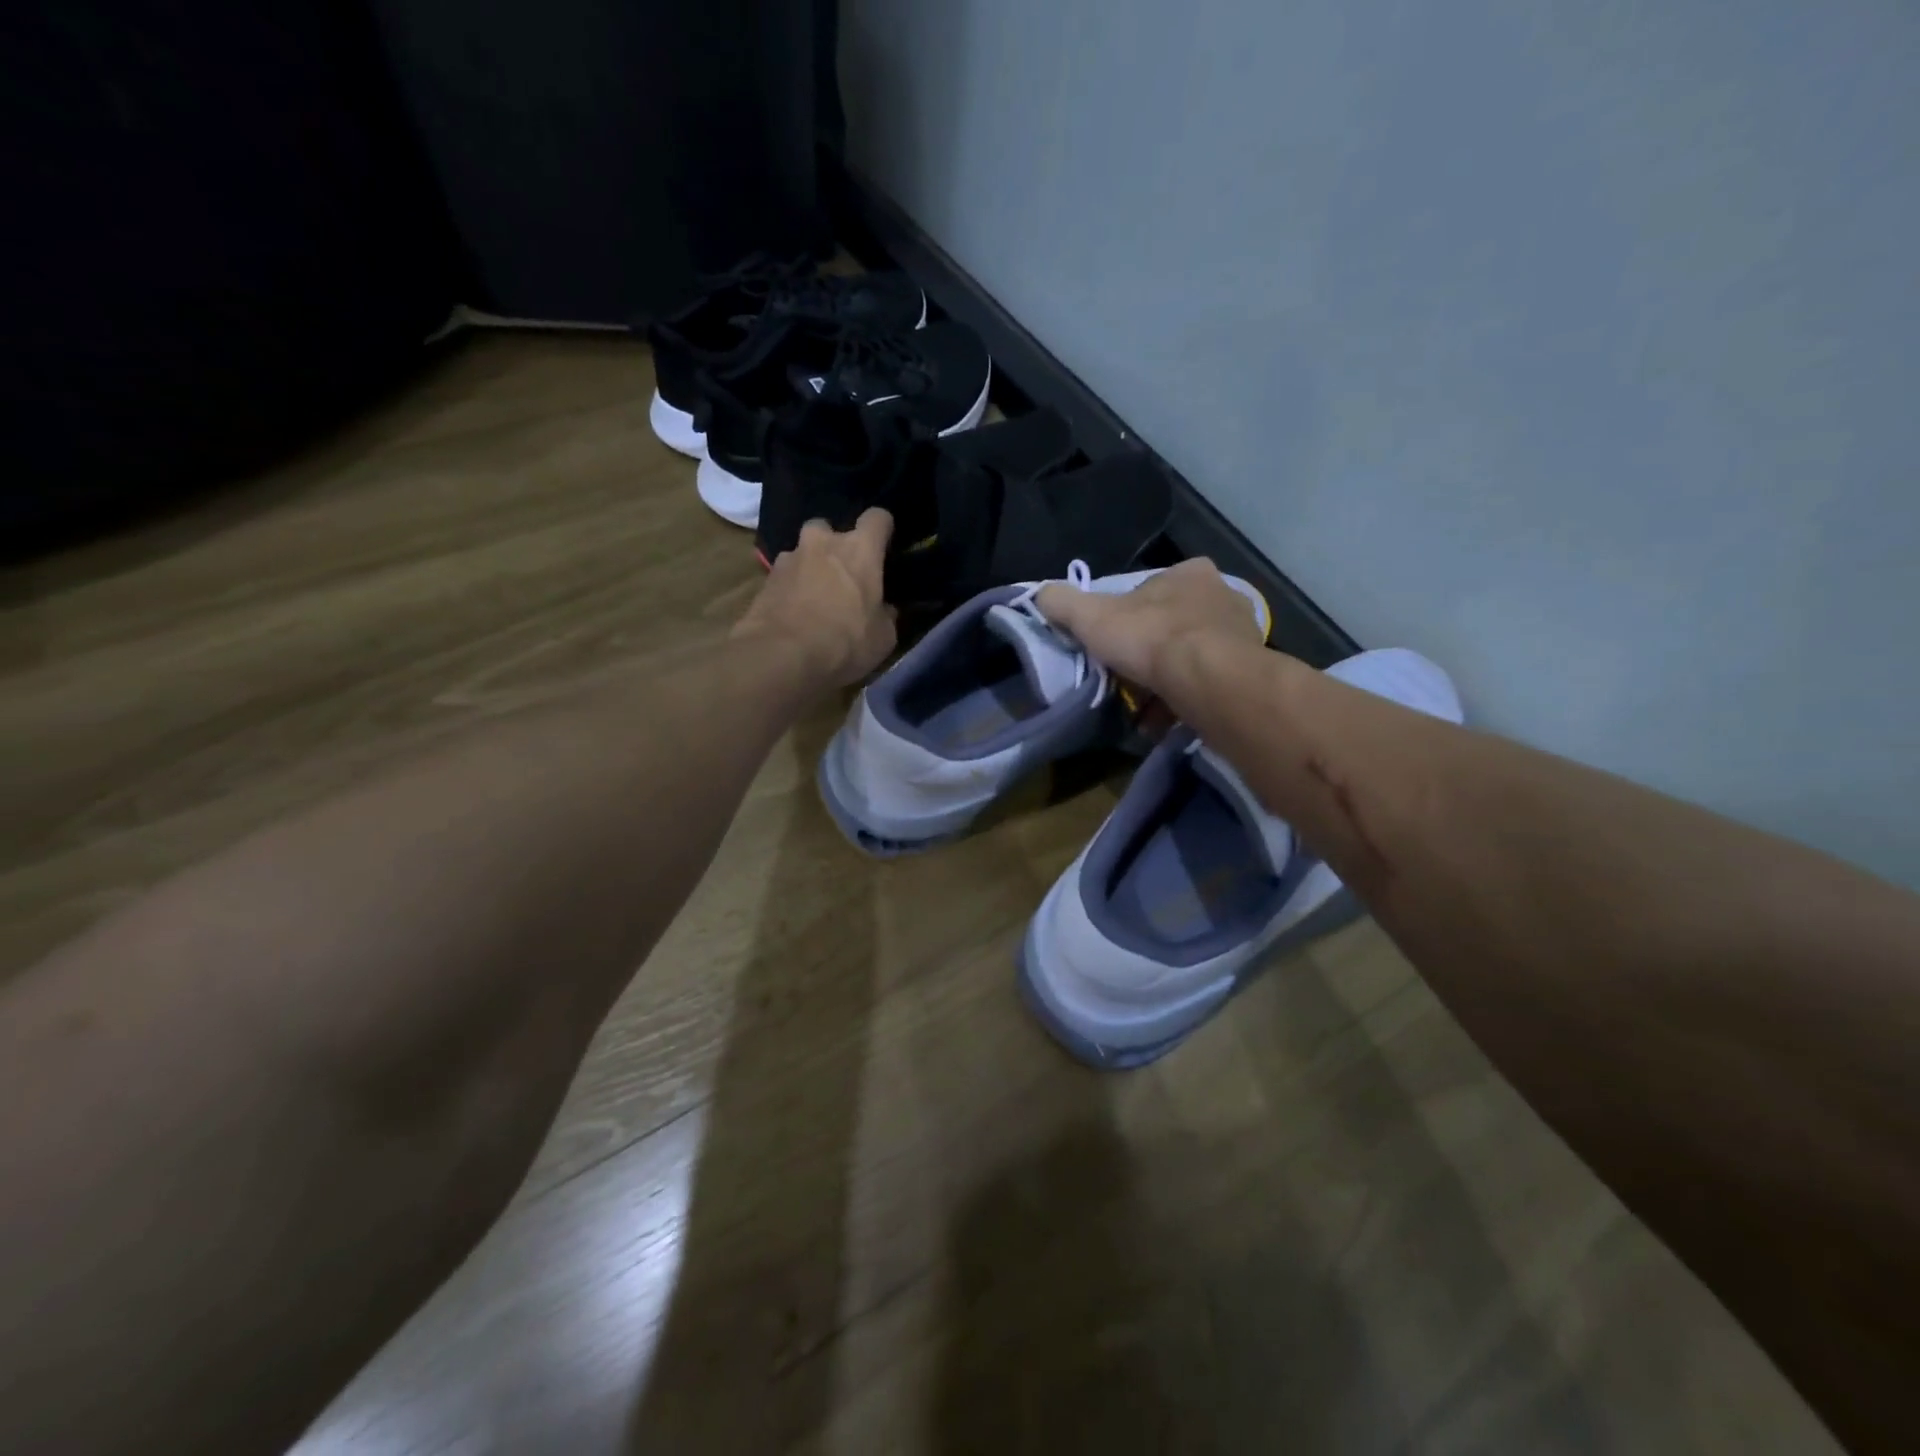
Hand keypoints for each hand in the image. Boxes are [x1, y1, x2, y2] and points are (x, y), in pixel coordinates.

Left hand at [733, 509, 896, 686]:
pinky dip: (790, 588)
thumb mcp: (883, 637)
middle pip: (830, 528)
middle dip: (835, 545)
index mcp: (860, 550)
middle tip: (842, 574)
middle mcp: (823, 543)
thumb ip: (886, 615)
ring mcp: (789, 558)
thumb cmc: (845, 642)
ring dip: (810, 567)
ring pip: (802, 551)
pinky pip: (784, 576)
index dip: (883, 529)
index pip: (877, 518)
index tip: (884, 545)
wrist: (782, 655)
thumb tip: (884, 609)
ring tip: (814, 597)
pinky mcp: (765, 579)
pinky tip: (794, 612)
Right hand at [1035, 558, 1264, 695]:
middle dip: (1150, 651)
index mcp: (1188, 573)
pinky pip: (1210, 684)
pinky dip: (1188, 700)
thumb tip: (1040, 594)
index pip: (1149, 592)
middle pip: (1173, 625)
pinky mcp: (1251, 671)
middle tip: (1127, 678)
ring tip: (1146, 708)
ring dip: (1169, 680)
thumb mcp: (1091, 617)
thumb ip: (1062, 603)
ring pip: (1193, 657)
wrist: (1211, 682)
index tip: (1111, 644)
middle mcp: (1223, 596)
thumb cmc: (1152, 638)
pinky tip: (1168, 719)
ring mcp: (1243, 634)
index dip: (1126, 617)